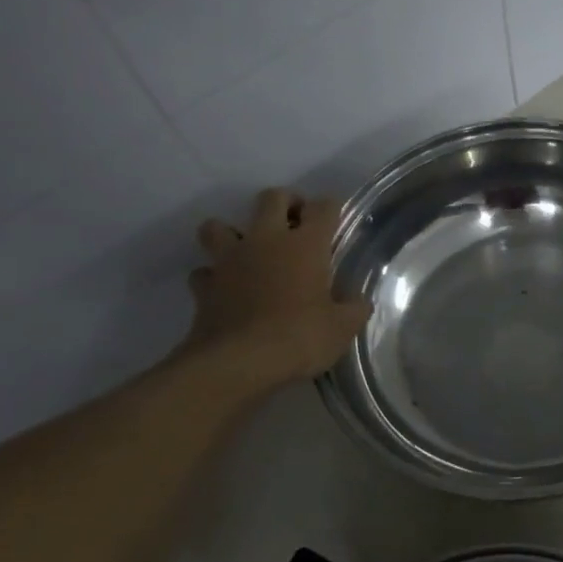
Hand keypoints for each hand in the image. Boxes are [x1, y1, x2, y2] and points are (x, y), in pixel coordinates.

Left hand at [179, 188, 372, 395]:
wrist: (238, 363)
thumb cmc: (299, 337)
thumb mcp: (342, 328)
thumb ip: (353, 309)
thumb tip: (358, 302)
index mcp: (306, 245)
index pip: (323, 207)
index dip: (330, 208)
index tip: (335, 220)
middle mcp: (266, 240)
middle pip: (272, 198)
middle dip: (286, 203)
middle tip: (296, 225)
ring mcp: (229, 260)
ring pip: (219, 226)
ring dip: (233, 233)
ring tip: (248, 253)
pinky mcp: (204, 286)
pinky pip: (204, 271)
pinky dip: (213, 276)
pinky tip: (224, 289)